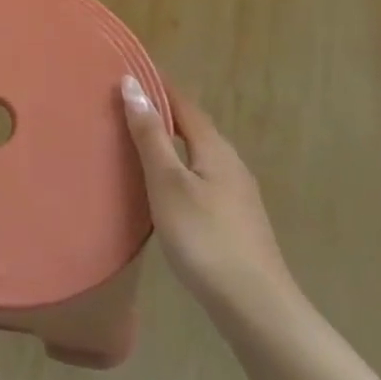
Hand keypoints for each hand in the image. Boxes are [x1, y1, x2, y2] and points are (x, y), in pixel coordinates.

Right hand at [122, 75, 297, 329]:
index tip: (128, 71)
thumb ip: (150, 135)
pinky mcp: (235, 220)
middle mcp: (230, 163)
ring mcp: (237, 194)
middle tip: (124, 104)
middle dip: (162, 111)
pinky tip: (163, 186)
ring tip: (136, 141)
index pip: (183, 103)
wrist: (256, 308)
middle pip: (194, 126)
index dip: (157, 84)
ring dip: (170, 141)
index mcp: (215, 148)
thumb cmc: (205, 238)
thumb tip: (132, 83)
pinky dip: (178, 167)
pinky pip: (201, 176)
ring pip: (198, 153)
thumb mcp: (167, 183)